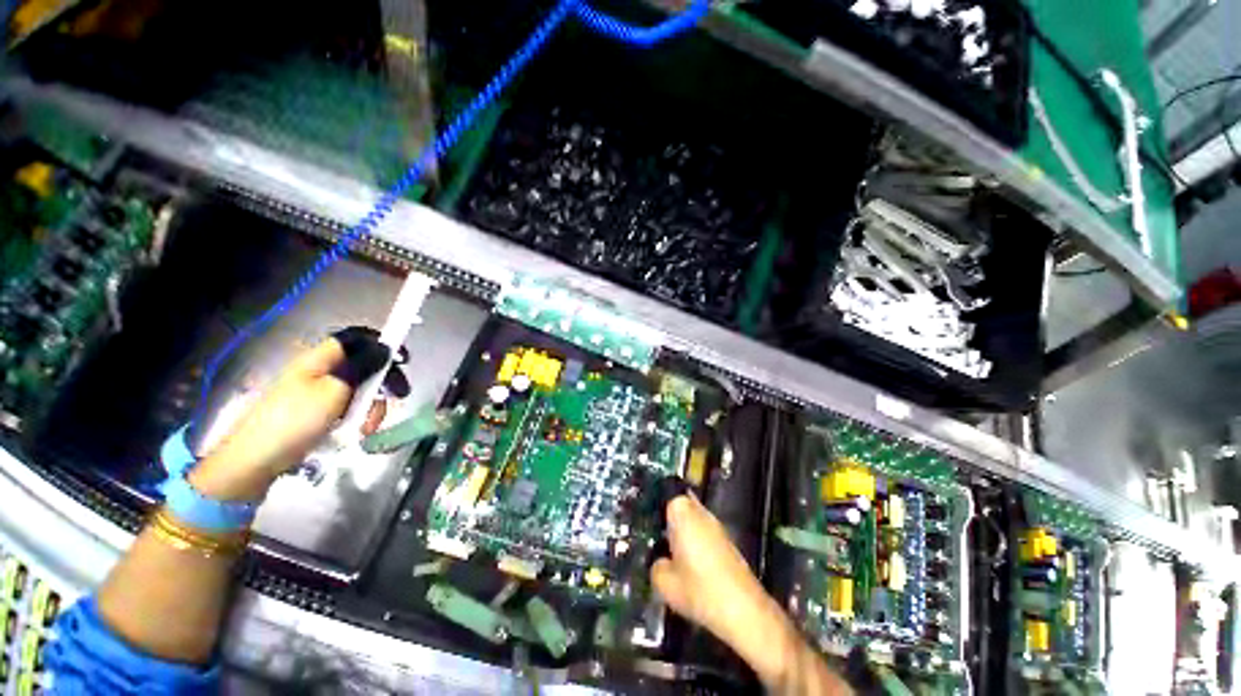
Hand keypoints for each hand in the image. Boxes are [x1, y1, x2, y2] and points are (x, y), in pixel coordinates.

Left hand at [189, 333, 387, 500]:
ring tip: (370, 426)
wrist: (256, 461)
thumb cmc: (296, 420)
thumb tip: (386, 348)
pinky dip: (359, 417)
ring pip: (359, 389)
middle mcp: (320, 371)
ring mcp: (318, 392)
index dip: (381, 344)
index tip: (403, 360)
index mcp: (320, 358)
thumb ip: (363, 367)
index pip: (356, 338)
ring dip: (372, 405)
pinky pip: (349, 406)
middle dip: (383, 382)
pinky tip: (360, 431)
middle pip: (363, 365)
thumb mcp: (335, 390)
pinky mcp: (318, 412)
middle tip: (400, 396)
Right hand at [651, 495, 852, 694]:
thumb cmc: (700, 590)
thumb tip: (659, 562)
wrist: (744, 610)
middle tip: (655, 537)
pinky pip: (703, 531)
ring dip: (682, 530)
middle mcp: (699, 511)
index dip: (653, 506)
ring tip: (670, 553)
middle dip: (668, 518)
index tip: (645, 521)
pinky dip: (695, 541)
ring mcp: (715, 524)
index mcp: (682, 512)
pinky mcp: (726, 539)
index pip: (663, 494)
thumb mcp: (665, 584)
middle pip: (678, 505)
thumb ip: (655, 567)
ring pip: (691, 519)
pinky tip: (691, 564)